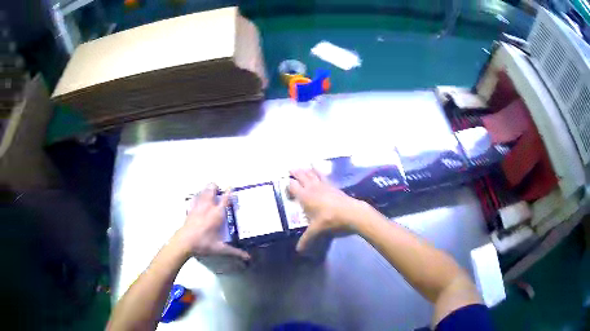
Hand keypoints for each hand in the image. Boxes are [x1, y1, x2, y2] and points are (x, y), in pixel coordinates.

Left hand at [172, 183, 249, 259]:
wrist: (184, 242)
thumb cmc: (203, 244)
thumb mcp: (220, 249)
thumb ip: (235, 252)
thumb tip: (248, 257)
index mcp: (217, 214)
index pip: (225, 198)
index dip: (229, 191)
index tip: (232, 188)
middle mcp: (208, 206)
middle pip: (211, 188)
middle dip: (216, 187)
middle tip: (220, 194)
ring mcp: (198, 205)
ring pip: (203, 190)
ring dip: (208, 190)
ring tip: (212, 196)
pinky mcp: (190, 208)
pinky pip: (195, 197)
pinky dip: (199, 196)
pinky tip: (200, 202)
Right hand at [288, 169, 369, 251]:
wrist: (351, 213)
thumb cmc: (330, 220)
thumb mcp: (316, 230)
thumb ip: (306, 239)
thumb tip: (298, 250)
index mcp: (305, 197)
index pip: (293, 186)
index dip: (288, 184)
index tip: (285, 183)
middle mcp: (312, 188)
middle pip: (302, 176)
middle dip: (296, 172)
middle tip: (291, 168)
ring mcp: (323, 185)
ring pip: (312, 174)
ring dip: (307, 170)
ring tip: (303, 166)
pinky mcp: (333, 186)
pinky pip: (323, 176)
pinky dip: (319, 171)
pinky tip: (319, 169)